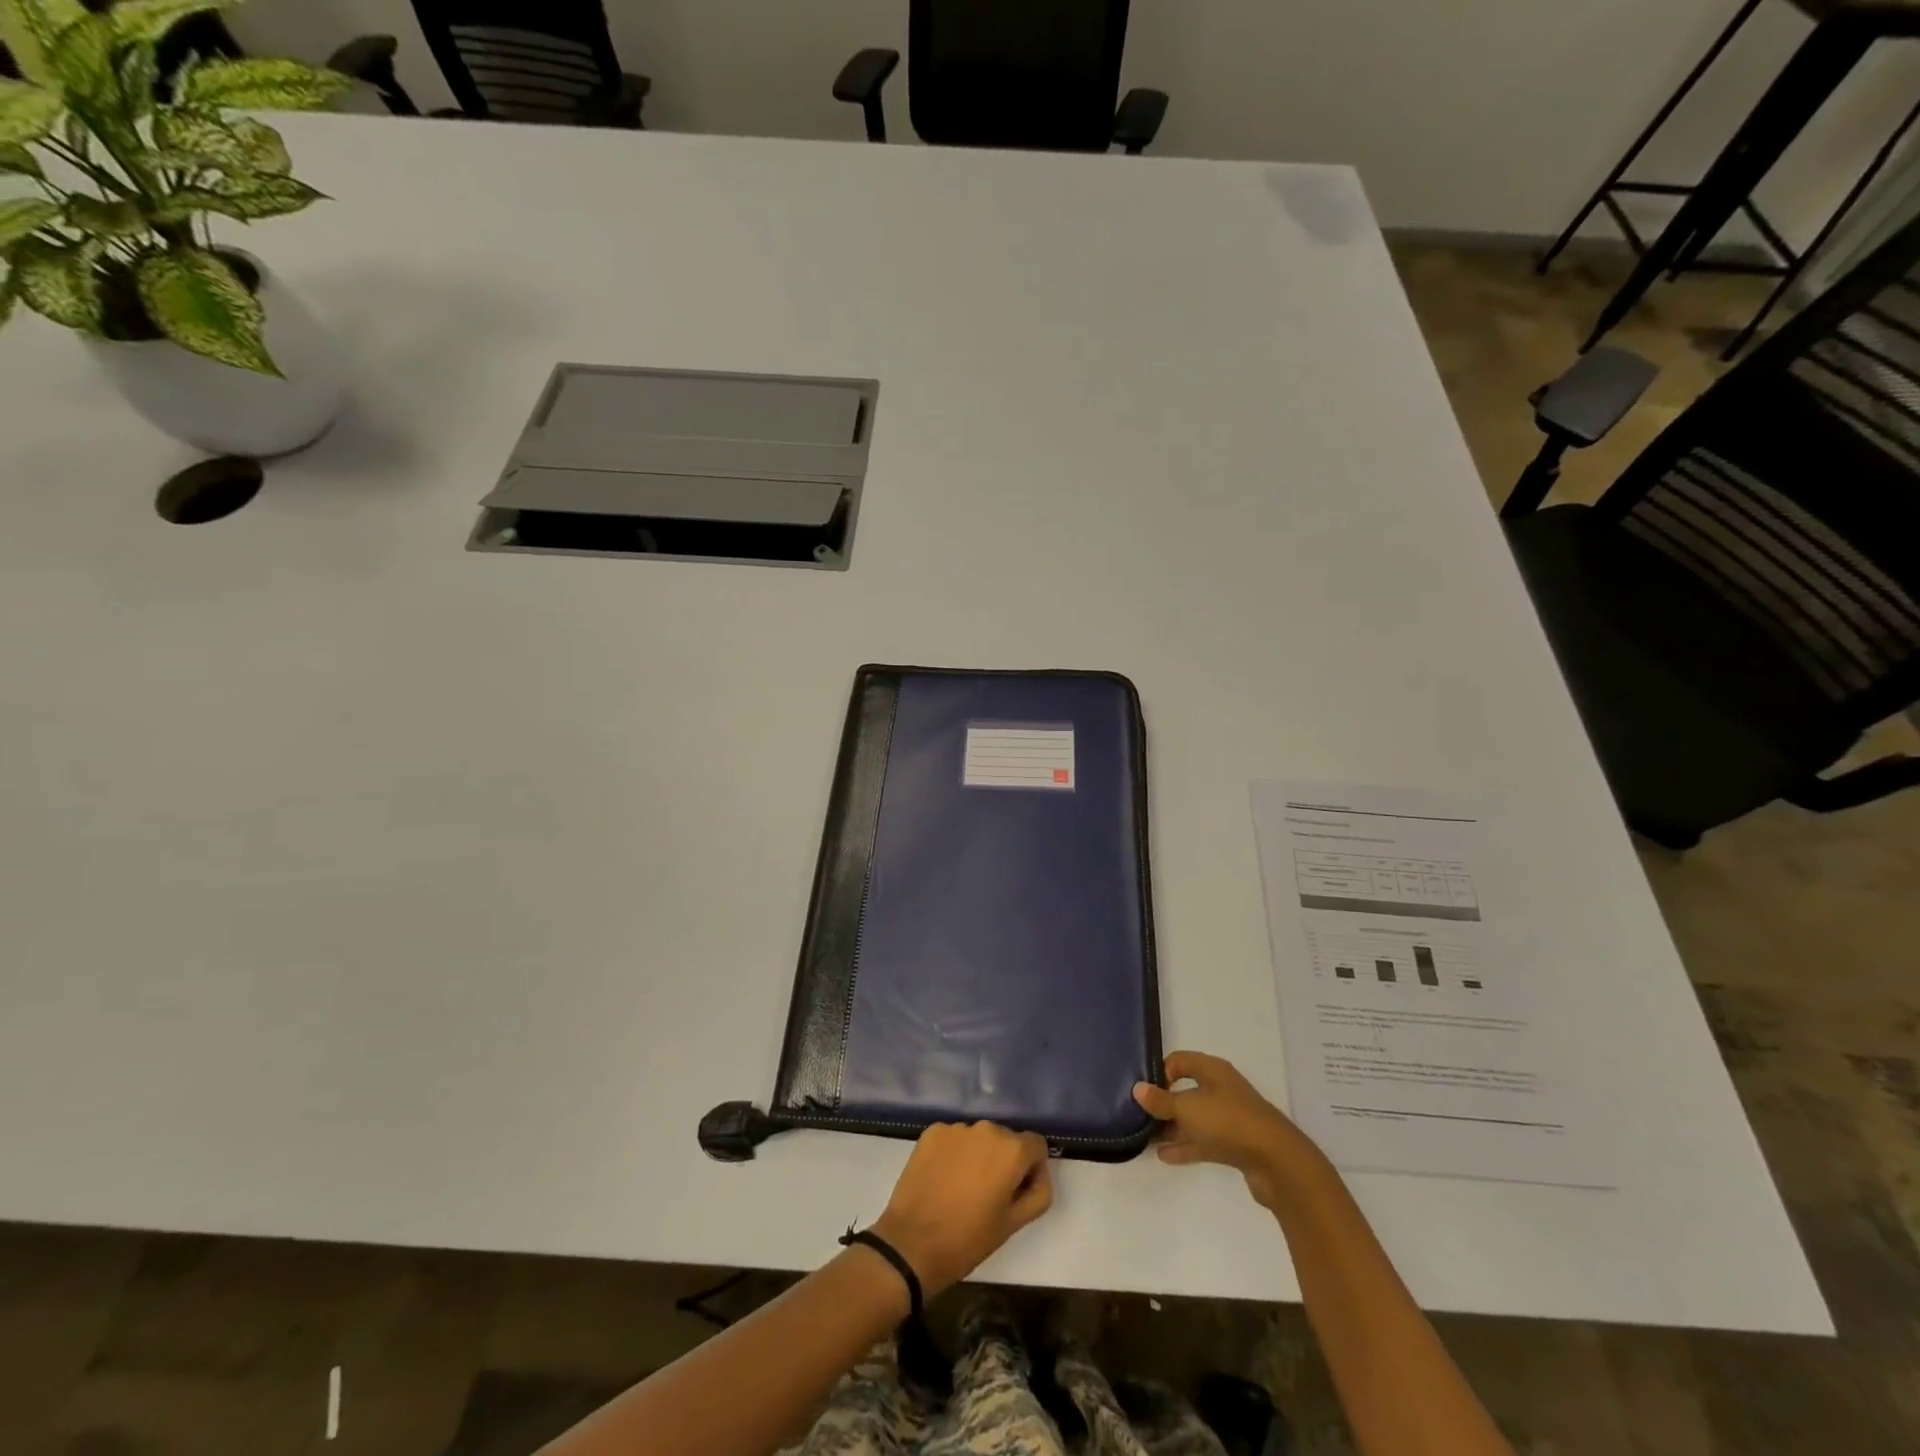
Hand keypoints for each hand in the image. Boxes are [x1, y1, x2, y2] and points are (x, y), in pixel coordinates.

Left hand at [870, 1122, 1053, 1296]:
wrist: (912, 1244)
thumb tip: (1037, 1173)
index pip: (1036, 1145)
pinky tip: (943, 1180)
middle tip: (989, 1194)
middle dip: (1004, 1161)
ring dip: (978, 1156)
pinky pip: (954, 1139)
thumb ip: (1038, 1192)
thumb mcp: (1014, 1224)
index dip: (1032, 1169)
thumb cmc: (969, 1239)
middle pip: (1006, 1139)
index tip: (1017, 1192)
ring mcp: (956, 1128)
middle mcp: (986, 1128)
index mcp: (1011, 1149)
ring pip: (978, 1138)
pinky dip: (954, 1154)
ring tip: (963, 1189)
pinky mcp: (932, 1132)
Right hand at [1133, 1050, 1321, 1209]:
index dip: (1160, 1072)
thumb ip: (1160, 1101)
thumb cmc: (1227, 1121)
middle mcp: (1221, 1089)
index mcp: (1212, 1070)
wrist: (1276, 1161)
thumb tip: (1137, 1088)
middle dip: (1164, 1103)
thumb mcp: (1187, 1108)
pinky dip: (1186, 1146)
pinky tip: (1165, 1156)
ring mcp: (1230, 1118)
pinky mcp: (1235, 1144)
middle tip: (1140, 1115)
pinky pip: (1204, 1140)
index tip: (1145, 1091)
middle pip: (1187, 1090)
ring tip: (1147, 1137)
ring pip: (1195, 1118)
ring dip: (1173, 1127)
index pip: (1179, 1061)